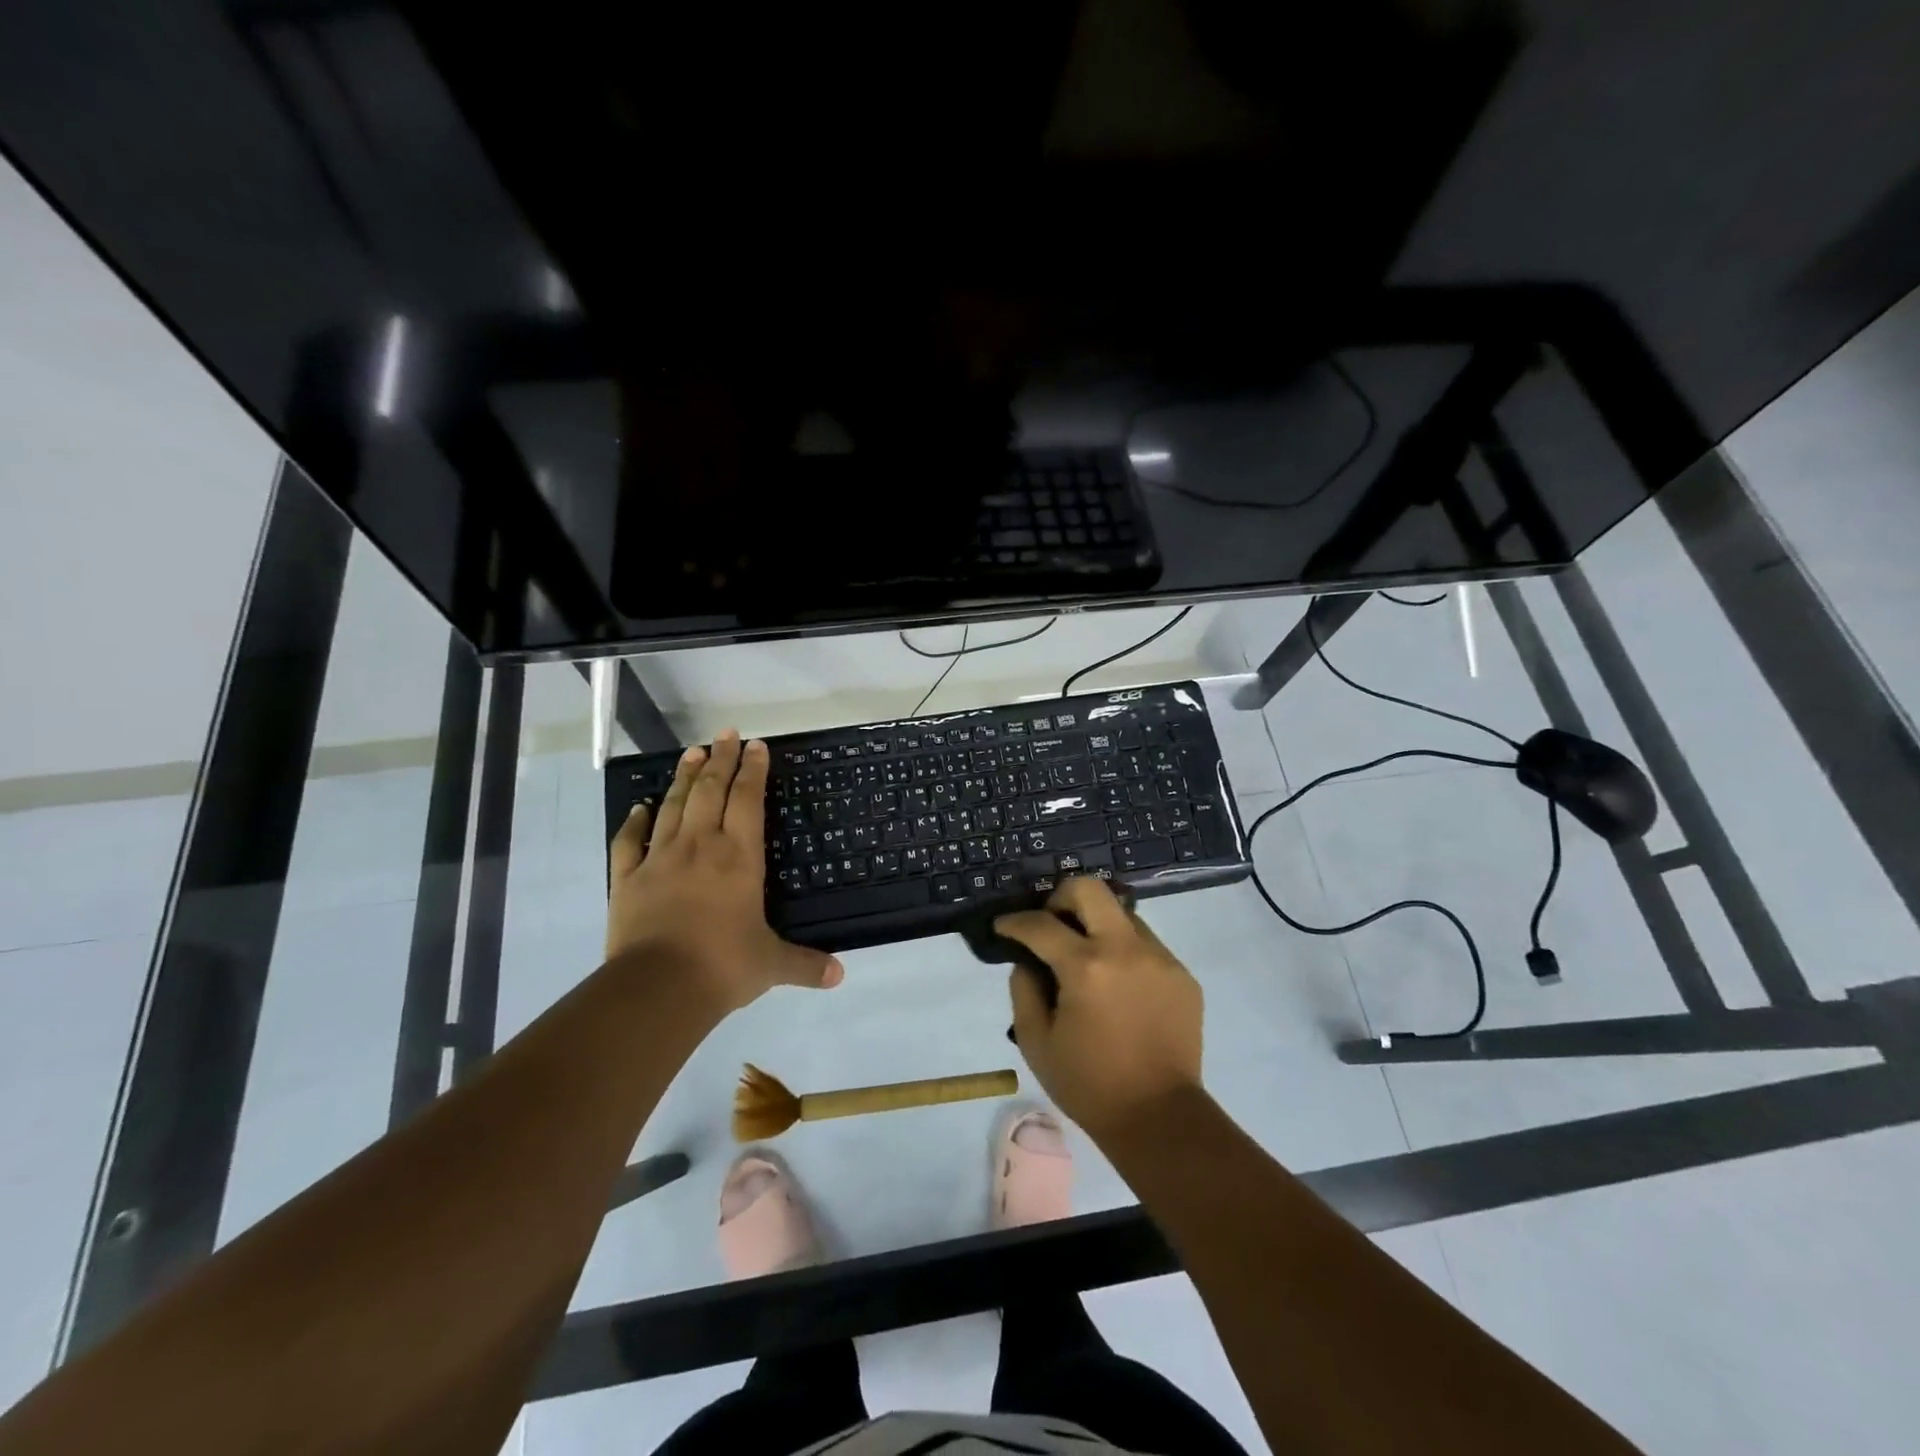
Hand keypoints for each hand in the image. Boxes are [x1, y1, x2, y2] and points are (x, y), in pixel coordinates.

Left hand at [607, 730, 843, 1011]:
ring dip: (684, 777)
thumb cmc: (723, 966)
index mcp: (739, 857)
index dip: (753, 770)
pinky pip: (629, 842)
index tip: (757, 745)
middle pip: (710, 790)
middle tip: (726, 734)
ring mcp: (659, 859)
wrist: (657, 988)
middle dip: (721, 759)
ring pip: (672, 805)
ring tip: (692, 752)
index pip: (748, 800)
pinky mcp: (627, 879)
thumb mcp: (772, 965)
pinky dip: (634, 821)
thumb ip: (805, 964)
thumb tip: (840, 976)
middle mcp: (700, 846)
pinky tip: (639, 807)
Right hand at [995, 876, 1202, 1140]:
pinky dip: (1123, 951)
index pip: (1040, 924)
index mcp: (1086, 967)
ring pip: (1122, 913)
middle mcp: (1125, 949)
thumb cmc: (1089, 1084)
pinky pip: (1145, 944)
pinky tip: (1117, 985)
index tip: (1003, 927)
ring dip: (1096, 924)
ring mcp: (1160, 958)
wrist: (1160, 1118)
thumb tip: (1028, 962)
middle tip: (1050, 923)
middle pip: (1090, 888)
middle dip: (1061, 897)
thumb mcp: (1036, 1042)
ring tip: (1086, 958)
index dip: (1014, 922)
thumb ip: (1023, 990)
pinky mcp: (1182, 974)